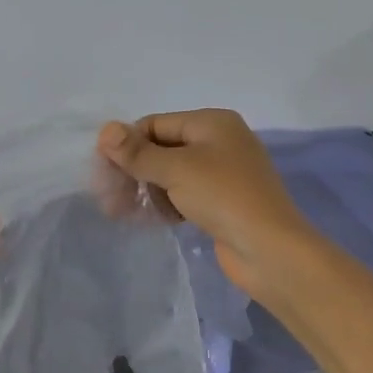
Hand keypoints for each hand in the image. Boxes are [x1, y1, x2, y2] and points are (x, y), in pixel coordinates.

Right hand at [96, 110, 317, 301]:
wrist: (270, 250)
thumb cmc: (223, 197)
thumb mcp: (176, 169)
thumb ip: (138, 152)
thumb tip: (105, 130)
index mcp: (212, 122)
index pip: (155, 124)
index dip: (126, 144)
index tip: (101, 172)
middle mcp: (218, 141)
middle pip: (162, 148)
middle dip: (133, 170)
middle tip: (107, 197)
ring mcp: (222, 174)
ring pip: (171, 174)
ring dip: (145, 190)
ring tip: (121, 212)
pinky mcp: (222, 203)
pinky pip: (183, 195)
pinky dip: (164, 204)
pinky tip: (149, 220)